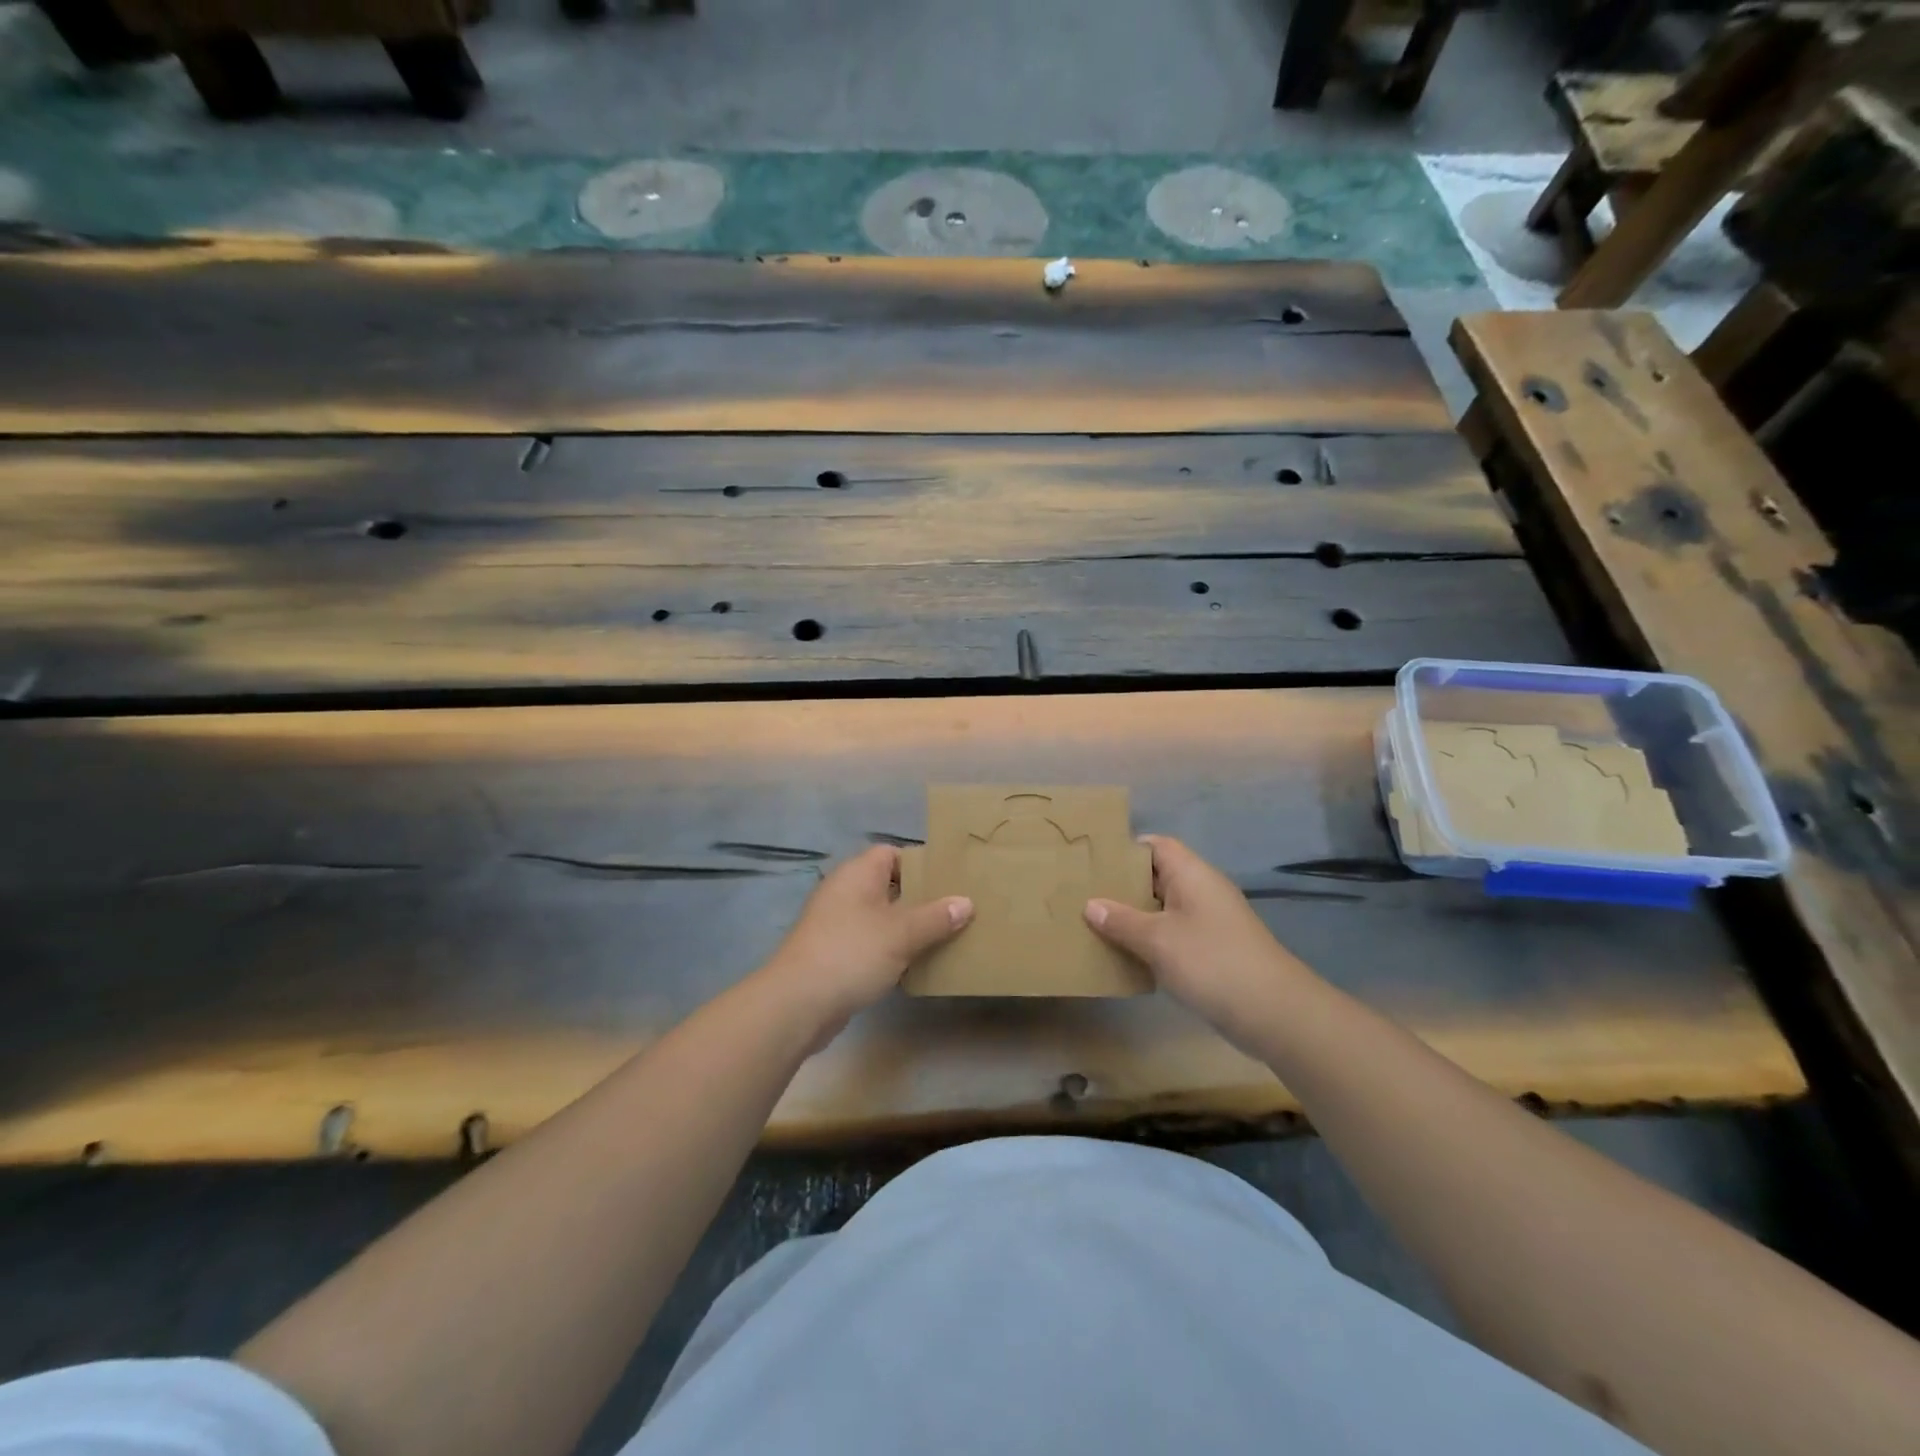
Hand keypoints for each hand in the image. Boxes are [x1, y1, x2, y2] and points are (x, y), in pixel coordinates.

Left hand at [760, 845, 971, 1029]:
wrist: (798, 1004)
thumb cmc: (852, 953)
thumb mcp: (902, 933)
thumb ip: (936, 917)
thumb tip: (966, 902)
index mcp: (858, 873)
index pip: (891, 853)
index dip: (920, 863)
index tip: (950, 880)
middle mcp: (845, 891)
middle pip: (889, 885)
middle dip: (920, 899)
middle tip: (955, 911)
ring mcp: (836, 924)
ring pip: (881, 917)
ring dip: (907, 928)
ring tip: (943, 938)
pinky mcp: (833, 953)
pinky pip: (870, 942)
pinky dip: (890, 950)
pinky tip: (914, 966)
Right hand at [1084, 835, 1315, 1045]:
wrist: (1274, 1013)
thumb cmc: (1212, 962)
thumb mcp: (1158, 940)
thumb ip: (1122, 921)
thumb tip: (1091, 905)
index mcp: (1192, 874)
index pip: (1155, 845)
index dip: (1124, 849)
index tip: (1091, 862)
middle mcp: (1201, 891)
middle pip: (1156, 876)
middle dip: (1122, 885)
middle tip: (1083, 894)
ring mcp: (1209, 922)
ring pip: (1163, 908)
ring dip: (1134, 916)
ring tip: (1094, 924)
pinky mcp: (1212, 951)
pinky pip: (1173, 934)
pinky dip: (1150, 940)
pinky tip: (1124, 955)